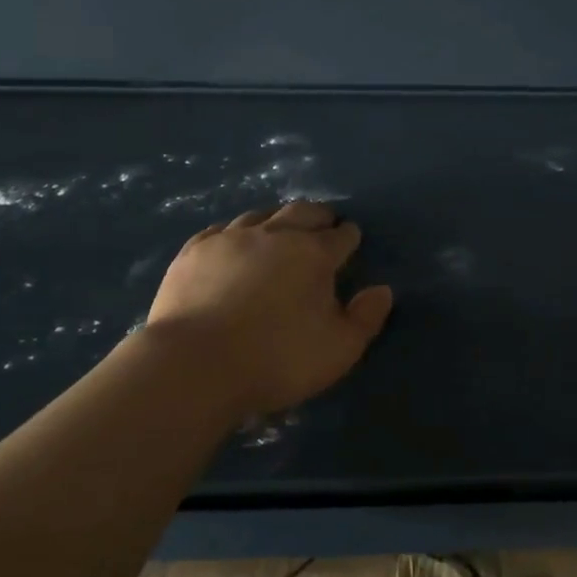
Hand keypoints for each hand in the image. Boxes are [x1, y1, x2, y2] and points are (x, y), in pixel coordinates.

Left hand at [144, 201, 394, 413]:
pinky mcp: (194, 251)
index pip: (341, 237)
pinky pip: (220, 230)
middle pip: (302, 212)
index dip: (350, 237)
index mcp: (314, 254)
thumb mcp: (339, 349)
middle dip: (318, 215)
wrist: (196, 364)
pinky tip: (232, 241)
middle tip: (324, 222)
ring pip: (260, 215)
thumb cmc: (278, 359)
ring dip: (276, 219)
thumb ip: (366, 318)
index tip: (352, 238)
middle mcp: (275, 235)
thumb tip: (382, 290)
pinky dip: (235, 233)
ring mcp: (230, 239)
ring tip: (280, 228)